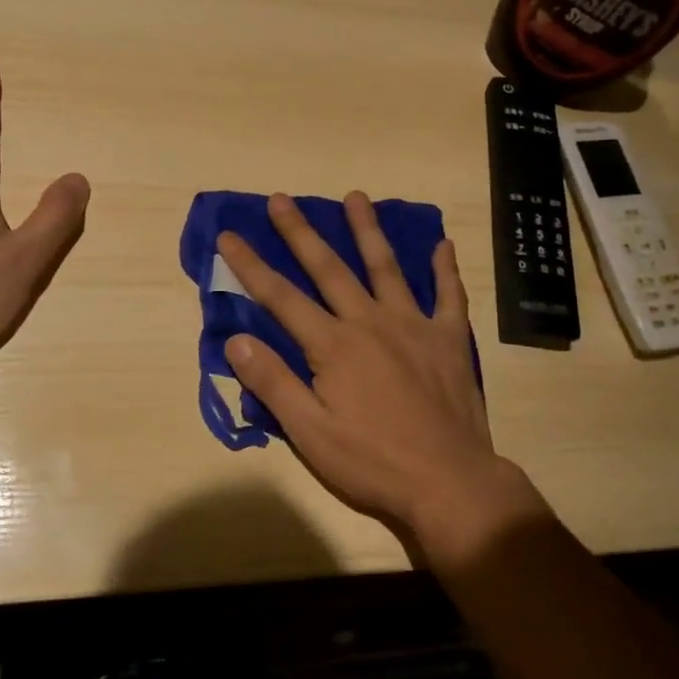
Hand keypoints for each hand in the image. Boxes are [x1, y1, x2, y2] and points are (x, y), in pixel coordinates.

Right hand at [218, 193, 546, 552]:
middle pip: (329, 269)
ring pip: (387, 267)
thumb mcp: (310, 433)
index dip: (251, 266)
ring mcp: (414, 325)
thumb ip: (273, 383)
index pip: (281, 297)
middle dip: (301, 233)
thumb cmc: (372, 462)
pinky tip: (444, 244)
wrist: (448, 480)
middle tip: (282, 199)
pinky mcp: (449, 339)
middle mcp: (371, 322)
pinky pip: (448, 295)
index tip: (229, 235)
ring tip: (356, 198)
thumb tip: (236, 340)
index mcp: (334, 345)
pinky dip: (445, 268)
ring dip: (368, 231)